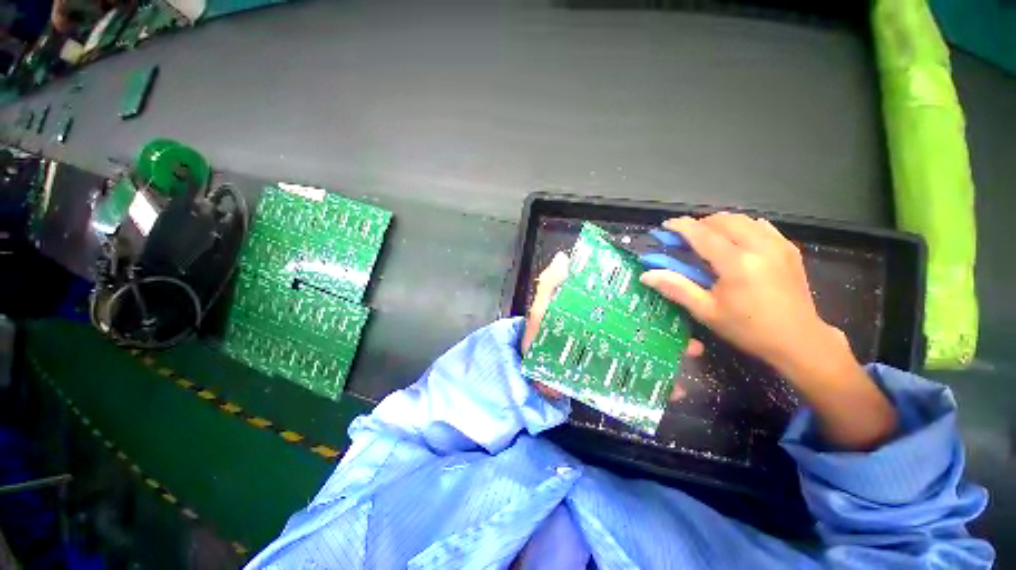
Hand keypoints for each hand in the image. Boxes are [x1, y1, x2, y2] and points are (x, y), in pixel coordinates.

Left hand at [523, 252, 701, 400]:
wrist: (529, 374)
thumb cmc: (535, 337)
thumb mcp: (540, 308)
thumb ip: (549, 284)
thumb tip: (564, 257)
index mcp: (593, 312)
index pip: (624, 301)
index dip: (647, 298)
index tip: (671, 296)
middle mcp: (605, 330)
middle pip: (641, 327)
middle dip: (668, 330)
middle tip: (690, 335)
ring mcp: (607, 353)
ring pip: (644, 352)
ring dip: (669, 356)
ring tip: (690, 357)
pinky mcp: (606, 375)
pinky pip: (633, 379)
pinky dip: (654, 386)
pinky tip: (674, 391)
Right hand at [641, 213, 896, 449]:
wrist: (799, 340)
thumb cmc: (748, 329)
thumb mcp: (707, 312)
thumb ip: (676, 288)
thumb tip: (646, 275)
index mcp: (736, 264)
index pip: (702, 234)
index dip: (681, 226)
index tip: (666, 226)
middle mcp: (759, 247)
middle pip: (723, 220)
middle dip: (700, 224)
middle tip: (686, 238)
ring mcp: (777, 245)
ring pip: (742, 219)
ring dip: (720, 224)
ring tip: (708, 239)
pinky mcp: (789, 249)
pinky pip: (761, 226)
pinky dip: (742, 227)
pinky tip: (736, 242)